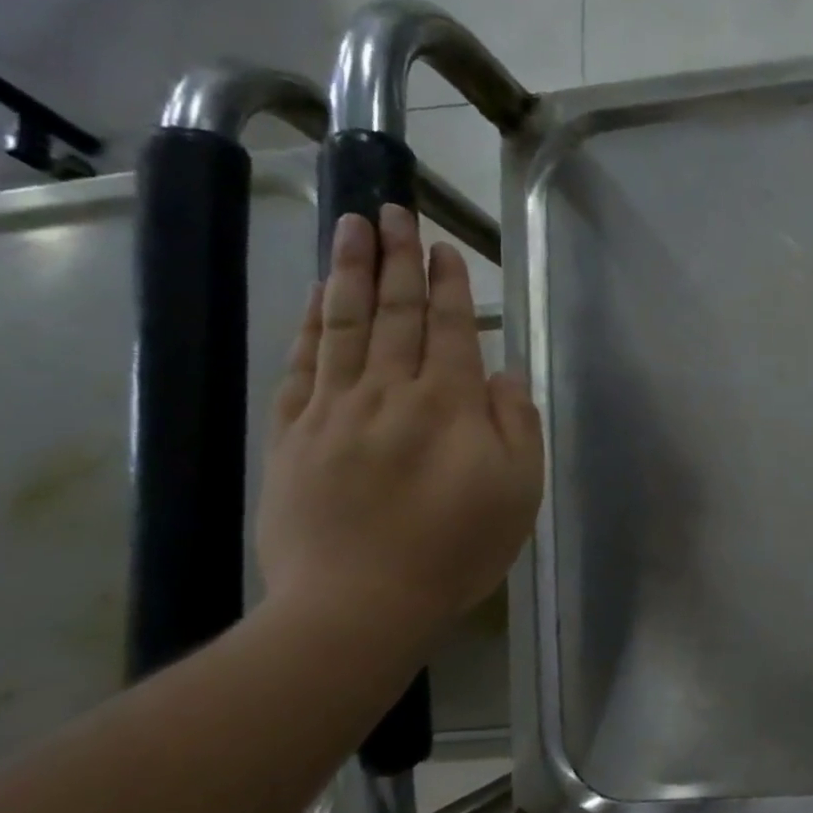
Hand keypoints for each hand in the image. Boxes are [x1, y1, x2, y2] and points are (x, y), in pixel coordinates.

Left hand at [257, 206, 543, 655]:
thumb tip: (506, 373)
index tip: (443, 248)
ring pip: (342, 326)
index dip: (447, 286)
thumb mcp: (518, 491)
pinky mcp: (294, 435)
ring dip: (348, 272)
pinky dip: (309, 326)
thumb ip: (517, 425)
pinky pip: (302, 366)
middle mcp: (390, 393)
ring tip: (352, 227)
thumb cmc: (457, 549)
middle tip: (395, 210)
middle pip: (393, 314)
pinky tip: (315, 299)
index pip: (449, 329)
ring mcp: (334, 410)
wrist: (360, 603)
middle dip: (397, 259)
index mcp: (450, 406)